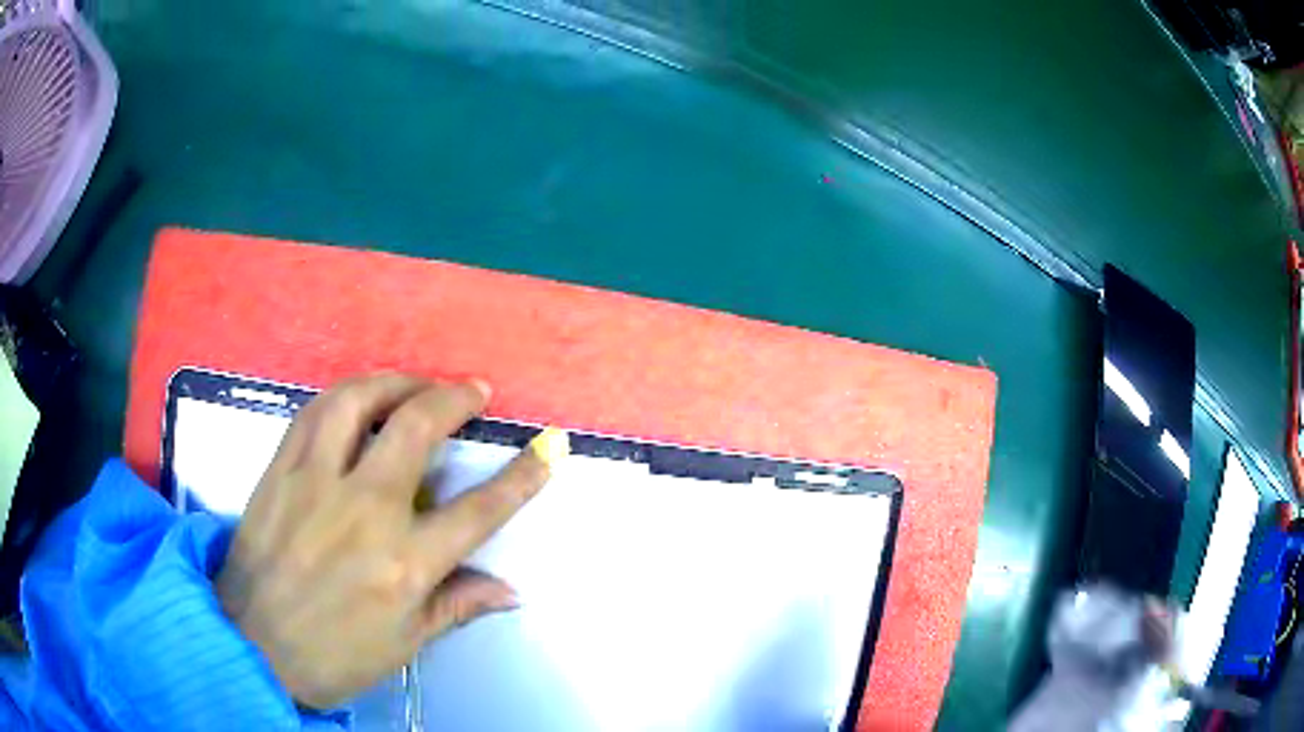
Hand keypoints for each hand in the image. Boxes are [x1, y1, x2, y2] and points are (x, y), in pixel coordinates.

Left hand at [215, 374, 567, 708]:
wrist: (252, 646)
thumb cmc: (334, 655)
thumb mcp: (405, 643)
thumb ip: (457, 605)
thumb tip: (511, 591)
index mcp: (405, 564)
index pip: (479, 510)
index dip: (522, 476)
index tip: (548, 448)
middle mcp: (364, 511)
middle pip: (417, 429)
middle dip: (455, 399)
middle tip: (474, 390)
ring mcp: (315, 483)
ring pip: (358, 402)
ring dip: (396, 381)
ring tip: (417, 382)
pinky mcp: (280, 470)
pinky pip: (313, 413)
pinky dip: (344, 395)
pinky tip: (358, 397)